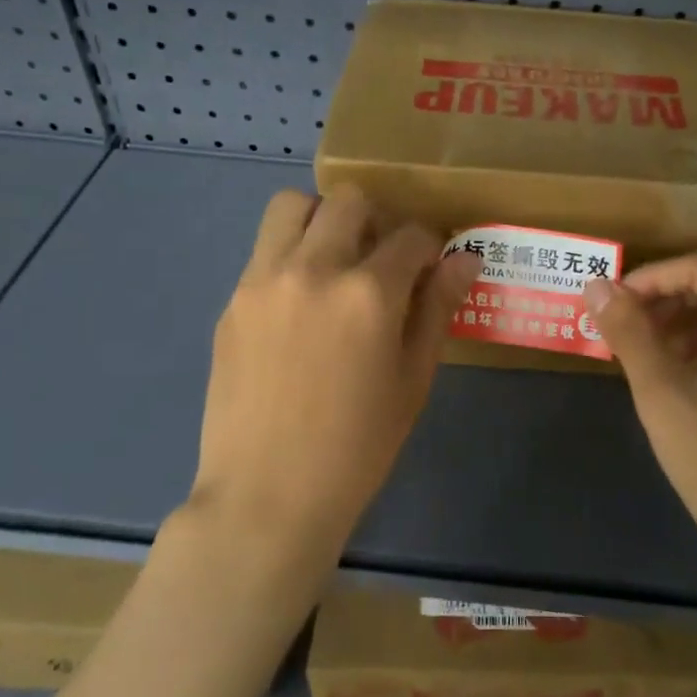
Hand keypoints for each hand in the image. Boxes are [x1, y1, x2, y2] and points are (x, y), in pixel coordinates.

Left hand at [191, 186, 482, 559]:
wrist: (267, 495)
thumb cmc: (357, 447)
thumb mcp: (412, 379)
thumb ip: (437, 308)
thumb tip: (464, 260)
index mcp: (368, 292)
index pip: (412, 235)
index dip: (430, 246)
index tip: (431, 267)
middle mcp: (314, 268)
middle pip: (350, 201)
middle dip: (378, 220)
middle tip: (383, 260)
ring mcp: (263, 279)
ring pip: (293, 206)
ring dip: (323, 219)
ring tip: (335, 261)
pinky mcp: (233, 300)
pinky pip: (265, 250)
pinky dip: (290, 254)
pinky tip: (300, 303)